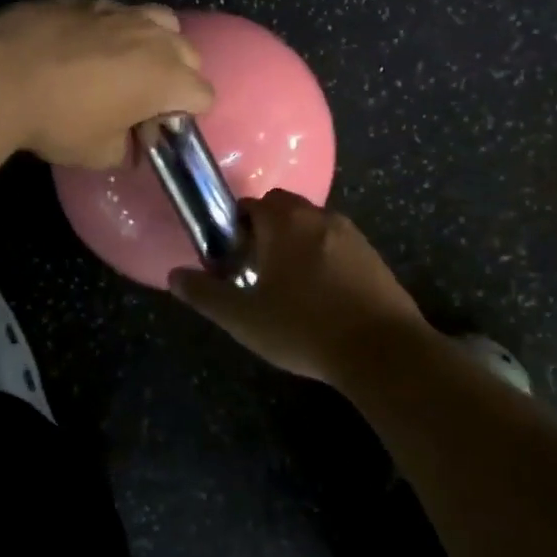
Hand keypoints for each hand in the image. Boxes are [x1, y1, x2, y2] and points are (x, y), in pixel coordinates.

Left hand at [0, 0, 214, 167]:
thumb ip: (124, 150)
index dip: (186, 116)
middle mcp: (153, 37)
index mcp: (167, 77)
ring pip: (159, 21)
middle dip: (177, 77)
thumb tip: (128, 147)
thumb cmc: (58, 121)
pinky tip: (84, 47)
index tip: (156, 129)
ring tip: (124, 63)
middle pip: (189, 54)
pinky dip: (114, 29)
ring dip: (153, 44)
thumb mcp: (97, 153)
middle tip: (143, 100)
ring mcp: (120, 11)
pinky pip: (117, 12)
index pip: (204, 95)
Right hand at [169, 190, 426, 381]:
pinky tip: (323, 295)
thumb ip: (205, 294)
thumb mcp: (244, 319)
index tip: (233, 257)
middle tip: (258, 267)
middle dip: (267, 229)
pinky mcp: (374, 255)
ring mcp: (352, 234)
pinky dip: (324, 256)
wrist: (382, 351)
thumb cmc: (304, 328)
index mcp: (285, 222)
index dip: (237, 227)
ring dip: (297, 241)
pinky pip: (338, 243)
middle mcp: (319, 217)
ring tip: (290, 284)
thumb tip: (173, 276)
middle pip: (284, 207)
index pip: (252, 204)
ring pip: (313, 224)